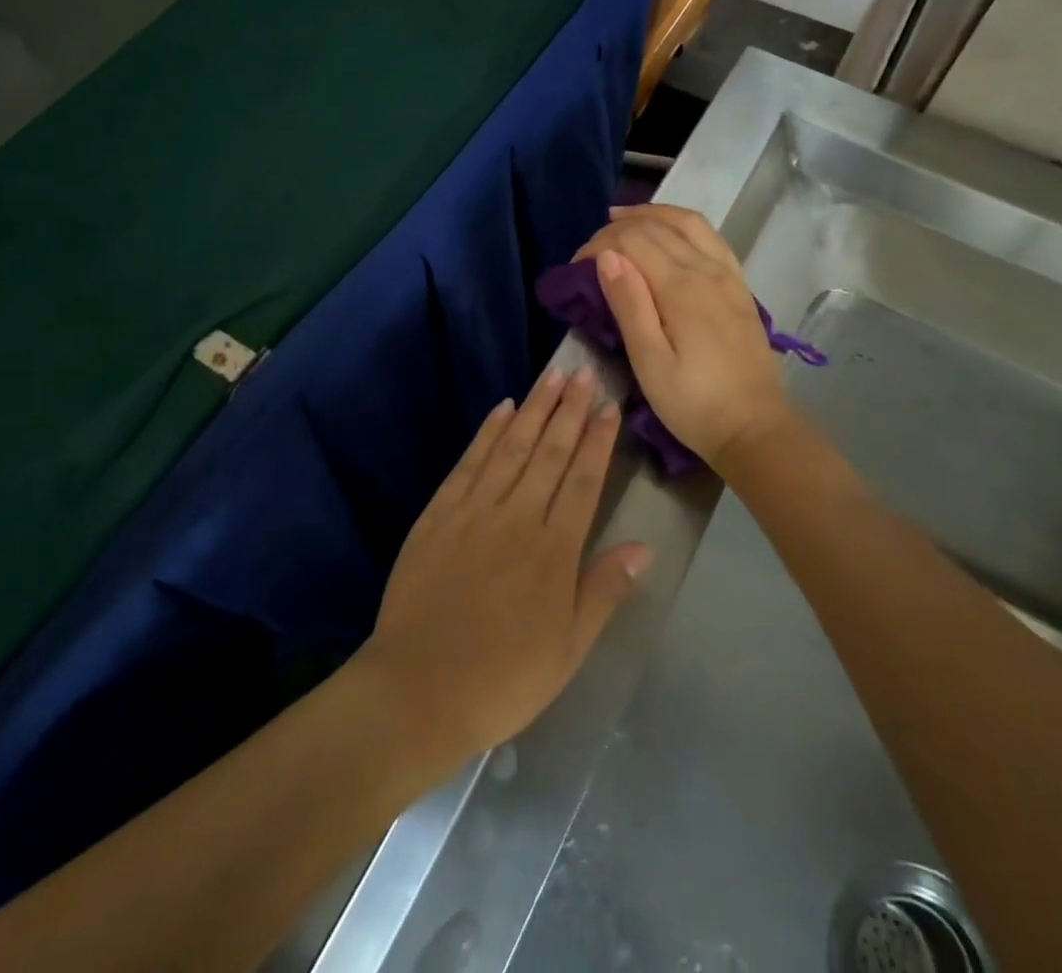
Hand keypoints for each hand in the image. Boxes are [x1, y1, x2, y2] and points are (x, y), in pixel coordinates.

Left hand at [354, 368, 650, 763]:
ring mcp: (474, 511)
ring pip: (511, 447)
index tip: (609, 406)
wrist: (418, 689)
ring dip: (534, 409)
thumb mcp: (568, 649)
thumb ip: (603, 590)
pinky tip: (501, 409)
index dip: (598, 440)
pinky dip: (487, 433)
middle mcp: (516, 518)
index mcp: (554, 551)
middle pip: (549, 452)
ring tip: (553, 376)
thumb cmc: (503, 679)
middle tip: (584, 372)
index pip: (582, 480)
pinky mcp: (438, 513)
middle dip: (570, 410)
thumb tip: (642, 546)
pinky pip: (469, 463)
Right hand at [574, 204, 790, 469]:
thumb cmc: (693, 403)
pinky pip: (710, 237)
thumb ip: (629, 305)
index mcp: (681, 288)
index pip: (633, 241)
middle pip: (657, 227)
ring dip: (652, 214)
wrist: (755, 428)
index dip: (598, 245)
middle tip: (589, 250)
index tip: (574, 267)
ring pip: (688, 222)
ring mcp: (728, 275)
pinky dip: (682, 223)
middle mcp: (707, 270)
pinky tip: (668, 232)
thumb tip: (606, 257)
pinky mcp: (739, 285)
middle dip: (617, 230)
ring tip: (622, 220)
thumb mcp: (650, 362)